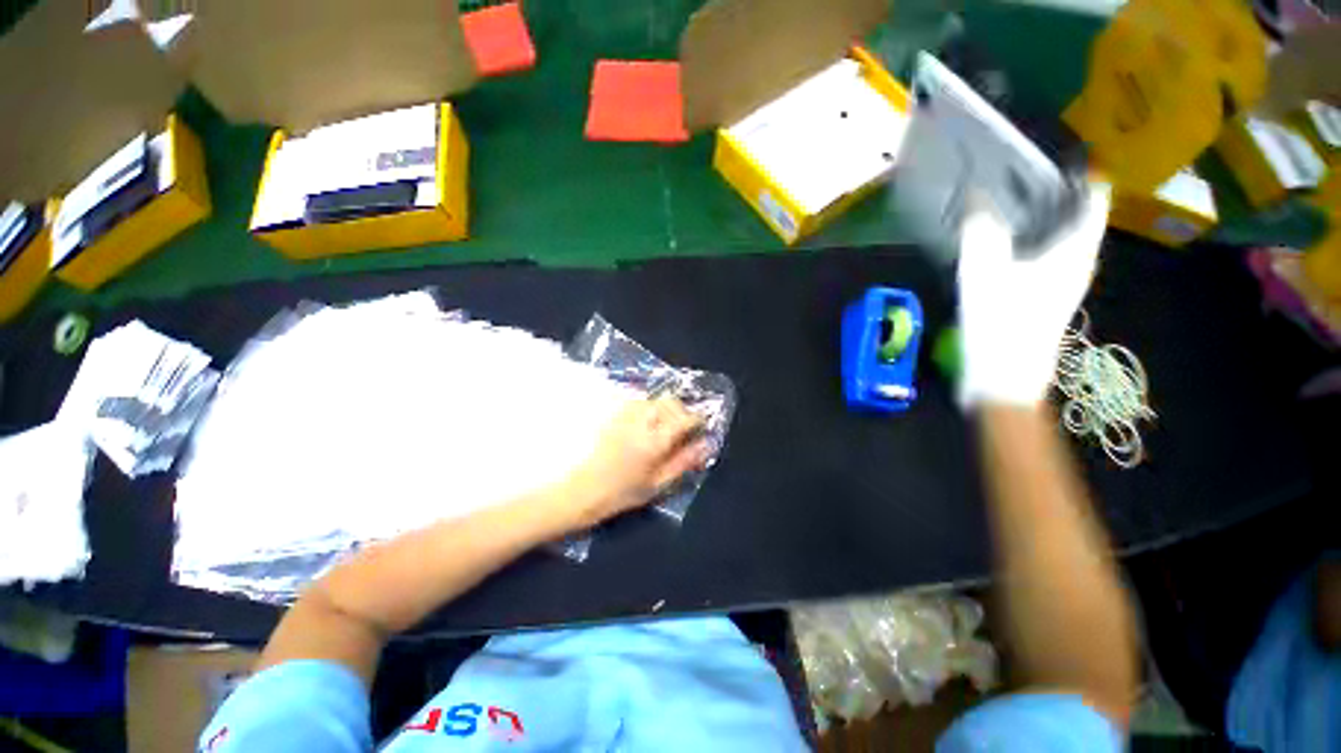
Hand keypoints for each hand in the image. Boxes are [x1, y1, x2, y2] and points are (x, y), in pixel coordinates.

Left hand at [556, 396, 710, 528]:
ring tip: (665, 425)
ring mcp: (625, 415)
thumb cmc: (622, 493)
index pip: (685, 418)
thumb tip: (705, 445)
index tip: (701, 427)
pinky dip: (648, 408)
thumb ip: (683, 462)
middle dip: (682, 410)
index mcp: (655, 440)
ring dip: (664, 408)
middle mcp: (641, 422)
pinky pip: (637, 402)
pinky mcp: (613, 415)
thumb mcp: (658, 484)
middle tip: (684, 427)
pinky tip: (646, 423)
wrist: (581, 490)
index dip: (697, 420)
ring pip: (653, 399)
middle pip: (670, 402)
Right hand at [957, 181, 1112, 407]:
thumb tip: (977, 192)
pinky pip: (1042, 257)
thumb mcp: (984, 270)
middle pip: (1075, 215)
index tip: (1048, 156)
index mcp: (1076, 250)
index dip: (1077, 172)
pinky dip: (1026, 242)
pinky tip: (1000, 245)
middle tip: (1017, 174)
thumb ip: (981, 228)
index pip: (1092, 196)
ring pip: (1058, 237)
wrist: (1003, 379)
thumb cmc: (1001, 323)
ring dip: (1037, 218)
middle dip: (1052, 191)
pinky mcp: (1043, 299)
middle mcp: (1078, 262)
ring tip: (1005, 203)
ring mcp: (1062, 283)